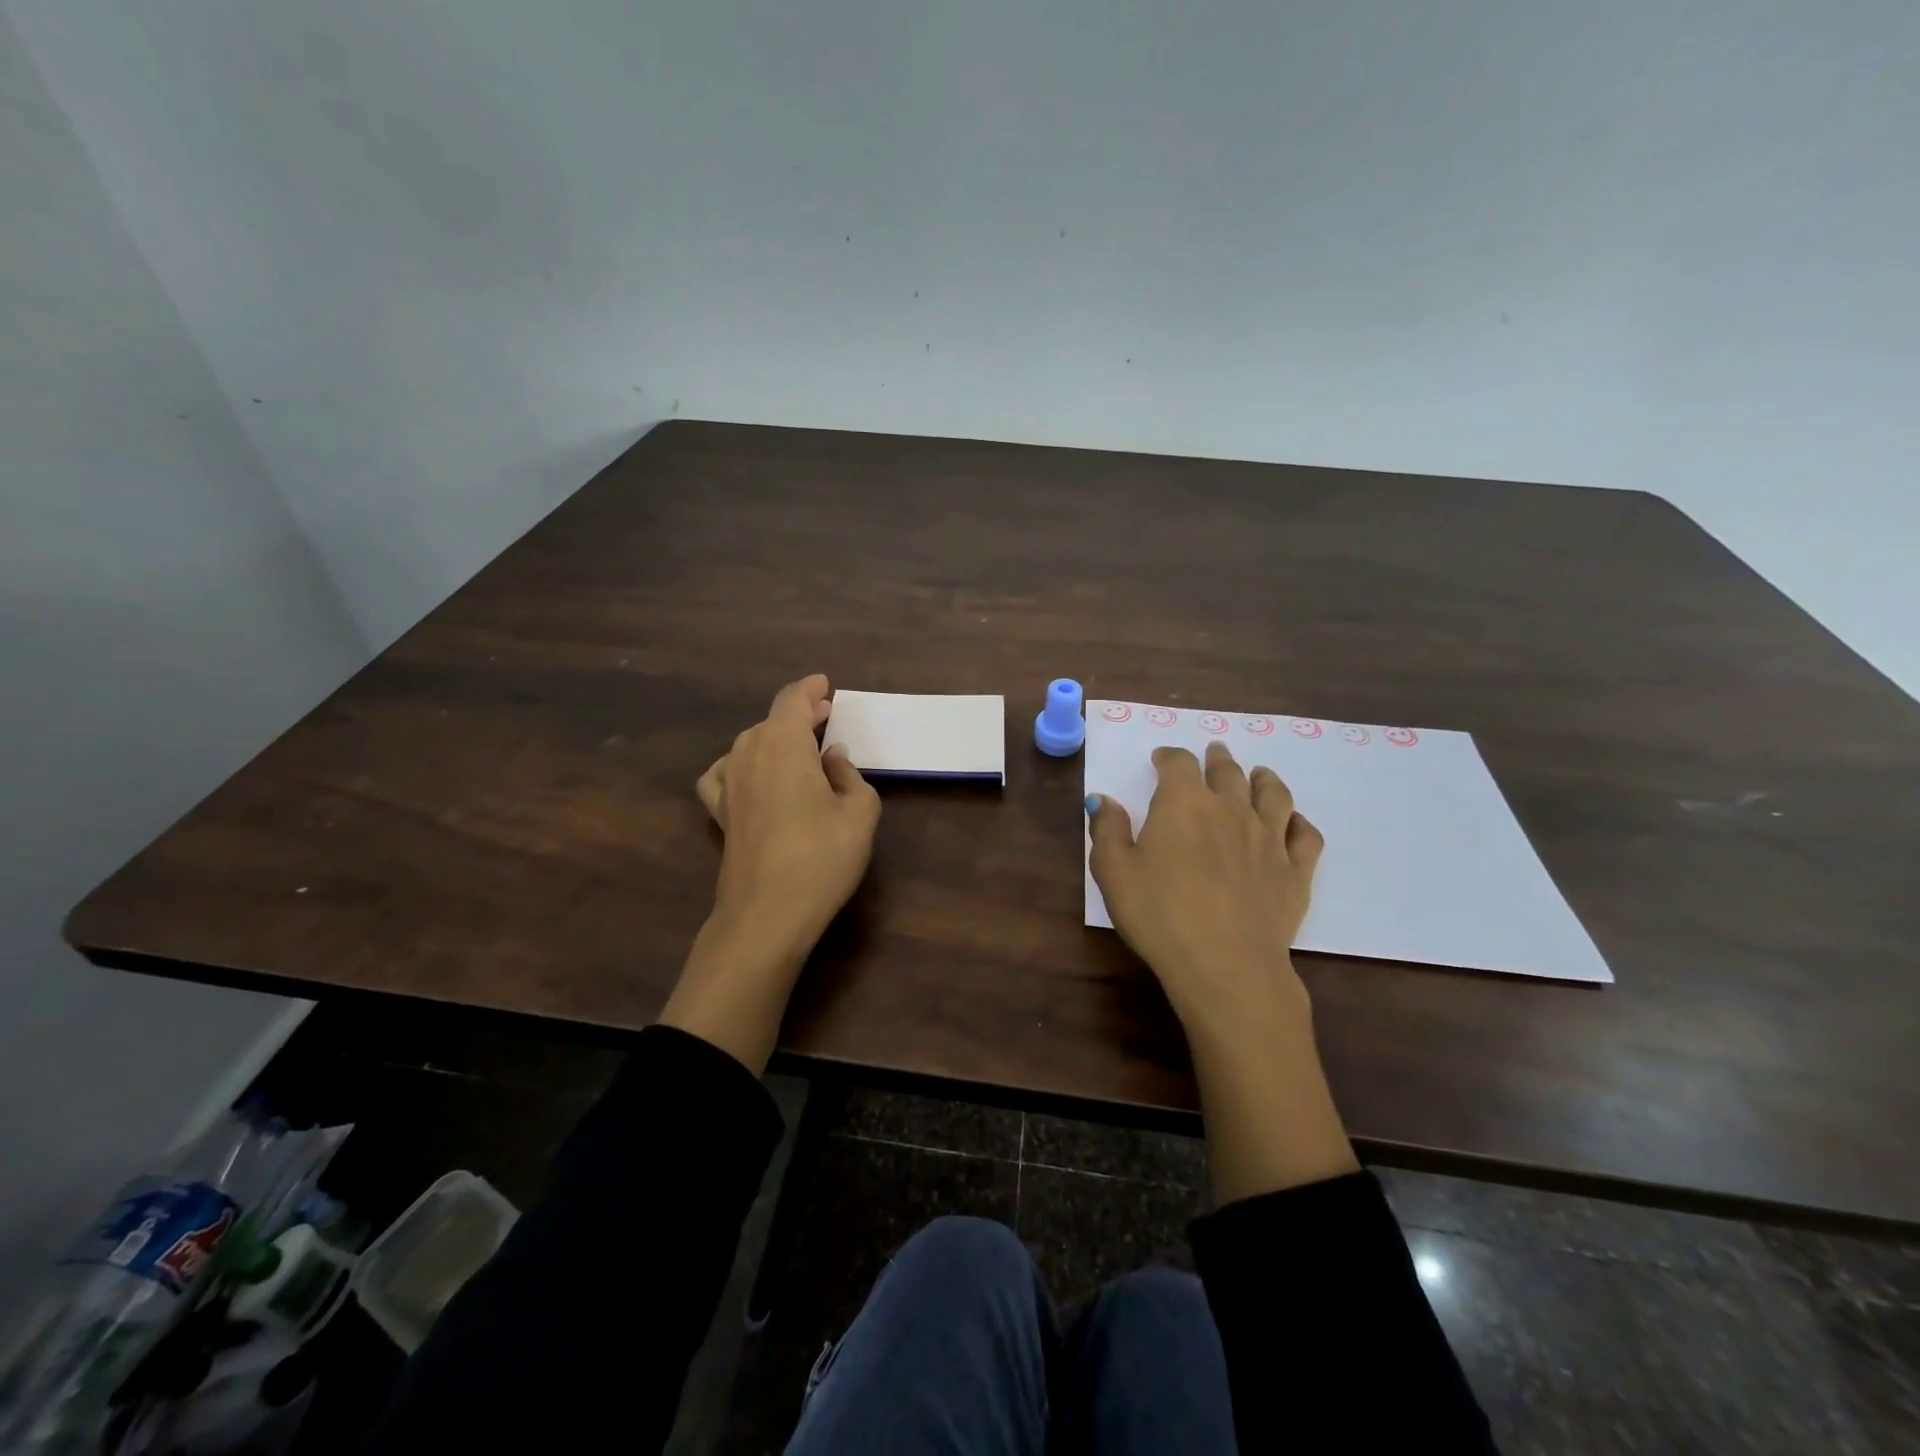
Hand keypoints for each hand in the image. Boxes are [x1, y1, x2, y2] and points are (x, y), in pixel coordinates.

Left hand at [695, 673, 881, 946]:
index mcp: (784, 744)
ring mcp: (728, 783)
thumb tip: (832, 757)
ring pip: (749, 743)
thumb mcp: (860, 812)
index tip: (825, 685)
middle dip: (798, 714)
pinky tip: (751, 775)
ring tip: (797, 746)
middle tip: (823, 716)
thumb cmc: (822, 858)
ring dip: (774, 737)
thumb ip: (850, 774)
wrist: (767, 914)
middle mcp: (749, 754)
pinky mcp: (720, 813)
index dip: (810, 689)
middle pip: (771, 720)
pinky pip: (724, 772)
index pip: (792, 700)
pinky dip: (740, 764)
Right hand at [1088, 741, 1321, 1030]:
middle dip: (1217, 759)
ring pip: (1273, 795)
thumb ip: (1107, 829)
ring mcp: (1269, 838)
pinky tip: (1293, 823)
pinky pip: (1305, 835)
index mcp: (1184, 803)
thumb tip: (1103, 799)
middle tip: (1214, 752)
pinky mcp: (1295, 871)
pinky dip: (1298, 822)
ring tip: (1260, 774)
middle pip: (1228, 771)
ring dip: (1264, 779)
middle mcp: (1231, 809)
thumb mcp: (1113, 871)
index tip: (1160, 760)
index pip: (1178, 763)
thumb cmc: (1159, 914)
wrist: (1225, 964)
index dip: (1168, 757)